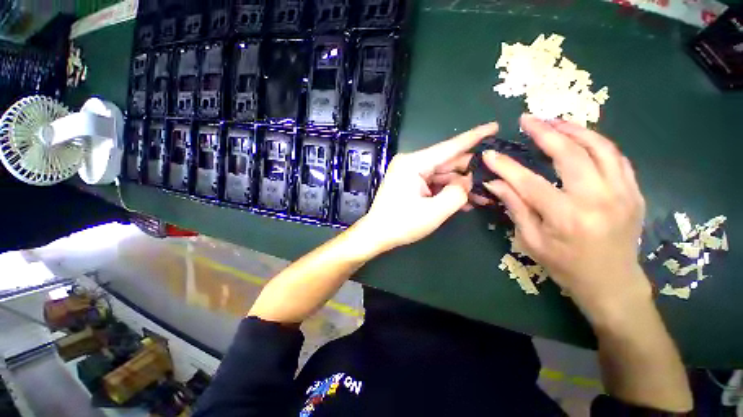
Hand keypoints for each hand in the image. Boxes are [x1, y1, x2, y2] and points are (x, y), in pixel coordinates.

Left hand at [358, 122, 499, 252]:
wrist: (377, 234)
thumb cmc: (402, 224)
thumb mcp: (434, 212)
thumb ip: (457, 193)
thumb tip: (468, 181)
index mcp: (413, 163)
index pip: (449, 147)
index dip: (473, 137)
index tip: (494, 126)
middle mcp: (411, 163)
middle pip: (447, 162)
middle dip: (469, 171)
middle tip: (494, 177)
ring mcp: (409, 173)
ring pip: (442, 174)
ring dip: (460, 185)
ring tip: (483, 195)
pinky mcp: (410, 183)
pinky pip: (433, 183)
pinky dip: (447, 190)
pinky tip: (464, 200)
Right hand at [482, 114, 649, 318]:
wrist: (612, 283)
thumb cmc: (566, 266)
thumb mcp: (532, 241)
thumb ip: (515, 207)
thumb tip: (495, 183)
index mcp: (567, 217)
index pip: (529, 182)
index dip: (506, 166)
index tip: (490, 154)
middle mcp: (598, 199)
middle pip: (570, 154)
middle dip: (545, 132)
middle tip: (527, 119)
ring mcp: (622, 192)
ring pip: (600, 147)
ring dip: (574, 129)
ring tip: (554, 121)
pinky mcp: (634, 191)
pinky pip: (616, 157)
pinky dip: (597, 142)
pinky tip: (581, 137)